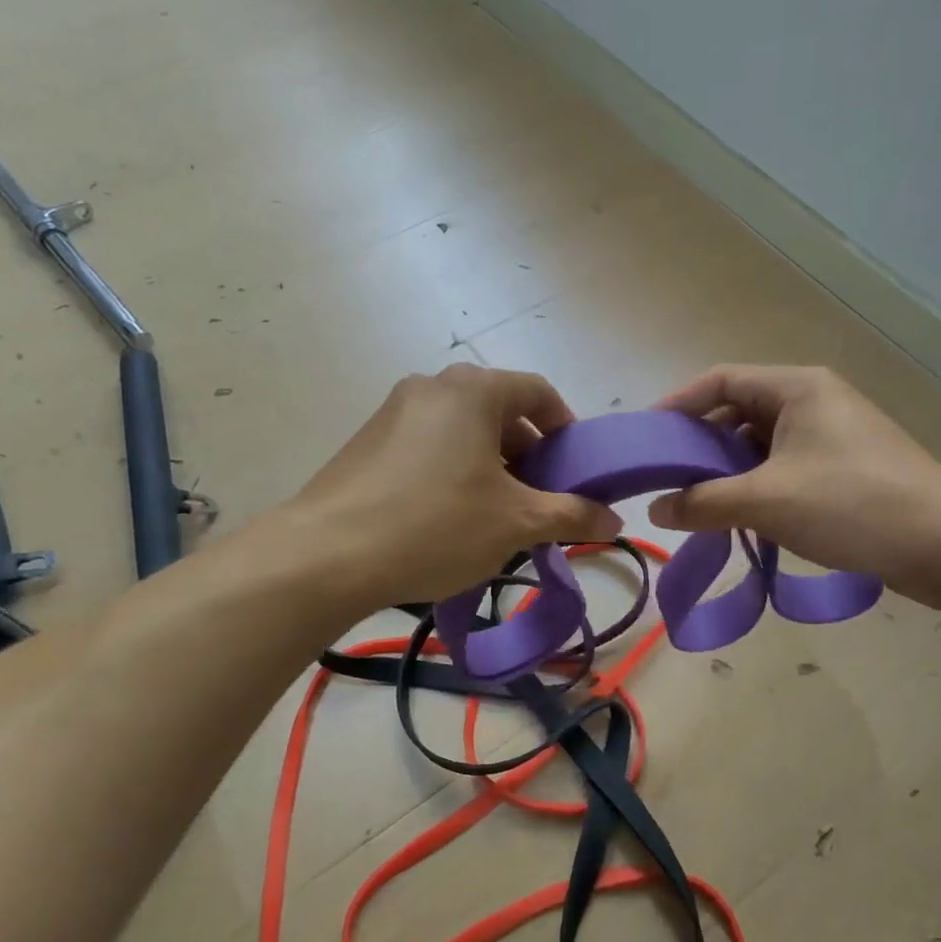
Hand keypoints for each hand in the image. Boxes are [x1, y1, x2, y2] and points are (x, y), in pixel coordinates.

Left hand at [288, 364, 621, 612]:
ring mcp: (394, 411)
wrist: (325, 555)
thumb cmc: (435, 525)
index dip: (566, 428)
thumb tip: (615, 521)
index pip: (539, 392)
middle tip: (539, 500)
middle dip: (529, 454)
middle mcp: (433, 386)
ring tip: (497, 516)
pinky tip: (450, 518)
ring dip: (492, 465)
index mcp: (474, 390)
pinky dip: (453, 470)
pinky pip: (429, 445)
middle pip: (500, 411)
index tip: (575, 469)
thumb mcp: (515, 523)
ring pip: (463, 430)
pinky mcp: (368, 441)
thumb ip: (571, 515)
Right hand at [650, 365, 940, 606]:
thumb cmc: (851, 504)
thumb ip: (703, 503)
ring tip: (696, 503)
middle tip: (666, 477)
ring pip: (761, 444)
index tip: (647, 438)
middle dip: (701, 443)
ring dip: (728, 471)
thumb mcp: (766, 501)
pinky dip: (756, 487)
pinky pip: (784, 468)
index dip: (679, 404)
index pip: (720, 379)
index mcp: (797, 387)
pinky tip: (740, 518)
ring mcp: (832, 436)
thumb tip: (655, 510)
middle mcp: (814, 401)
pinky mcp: (844, 470)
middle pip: (739, 411)